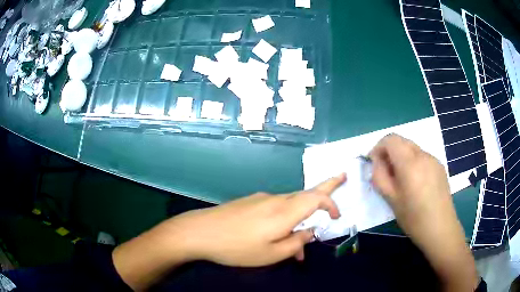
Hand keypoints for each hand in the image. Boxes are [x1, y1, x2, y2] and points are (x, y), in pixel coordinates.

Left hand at [113, 174, 345, 289]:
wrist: (200, 231)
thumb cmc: (237, 247)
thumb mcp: (271, 254)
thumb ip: (296, 242)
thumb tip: (310, 232)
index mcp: (284, 211)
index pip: (316, 197)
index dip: (331, 202)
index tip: (337, 215)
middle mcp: (275, 199)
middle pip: (305, 194)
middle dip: (323, 194)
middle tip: (340, 180)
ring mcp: (261, 199)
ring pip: (289, 206)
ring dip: (298, 221)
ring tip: (295, 247)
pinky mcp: (249, 202)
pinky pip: (274, 209)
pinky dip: (282, 221)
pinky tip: (274, 238)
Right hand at [369, 134, 477, 291]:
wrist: (440, 228)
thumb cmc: (413, 218)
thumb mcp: (391, 199)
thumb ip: (380, 176)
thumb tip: (377, 161)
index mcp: (410, 163)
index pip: (390, 139)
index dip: (379, 147)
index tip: (375, 164)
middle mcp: (423, 155)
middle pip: (402, 141)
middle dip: (390, 152)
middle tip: (387, 173)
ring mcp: (434, 159)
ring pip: (412, 149)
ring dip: (402, 157)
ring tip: (402, 180)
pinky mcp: (440, 166)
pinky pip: (422, 157)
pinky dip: (413, 162)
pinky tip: (416, 183)